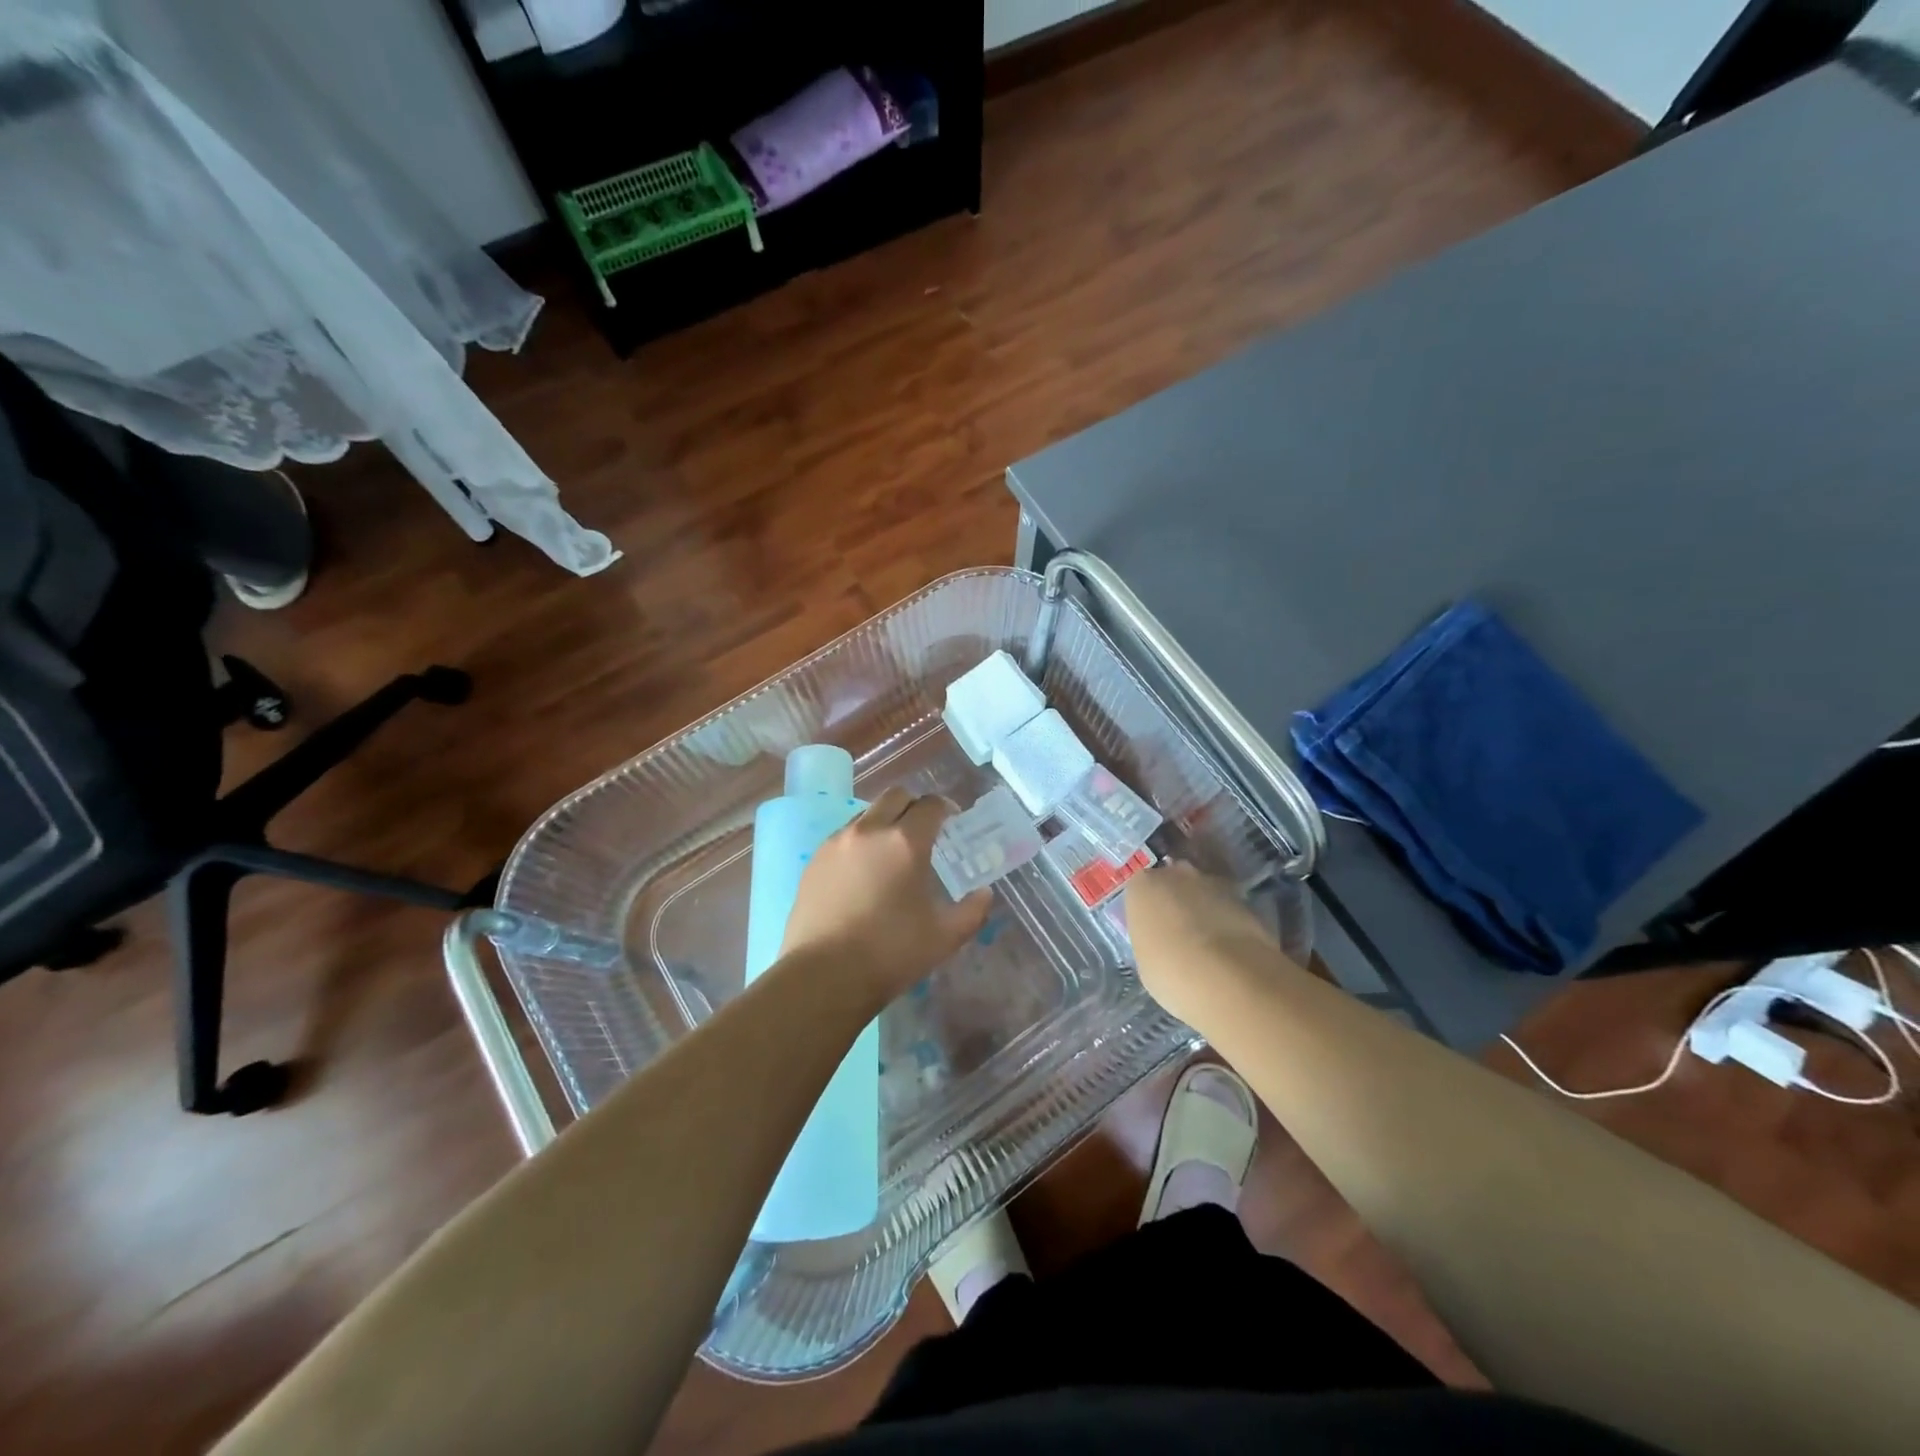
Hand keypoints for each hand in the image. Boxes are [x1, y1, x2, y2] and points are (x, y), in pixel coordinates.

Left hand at [779, 786, 992, 1006]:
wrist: (823, 975)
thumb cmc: (891, 954)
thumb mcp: (945, 937)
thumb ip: (972, 911)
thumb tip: (984, 894)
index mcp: (905, 842)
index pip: (930, 805)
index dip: (946, 808)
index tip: (953, 821)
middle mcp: (869, 831)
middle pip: (895, 796)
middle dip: (914, 806)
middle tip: (924, 830)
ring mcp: (837, 843)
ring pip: (866, 814)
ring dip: (885, 821)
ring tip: (892, 852)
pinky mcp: (815, 860)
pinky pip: (844, 836)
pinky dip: (861, 841)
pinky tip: (864, 872)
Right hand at [1125, 860, 1289, 1025]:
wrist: (1228, 979)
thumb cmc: (1170, 971)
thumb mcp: (1146, 959)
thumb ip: (1152, 938)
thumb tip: (1163, 940)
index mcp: (1143, 885)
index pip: (1141, 887)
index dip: (1149, 907)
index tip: (1153, 927)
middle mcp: (1178, 873)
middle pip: (1175, 880)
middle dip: (1178, 898)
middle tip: (1180, 928)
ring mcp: (1215, 883)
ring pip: (1205, 890)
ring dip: (1206, 907)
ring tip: (1209, 941)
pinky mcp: (1246, 899)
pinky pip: (1230, 906)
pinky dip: (1229, 920)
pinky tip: (1230, 947)